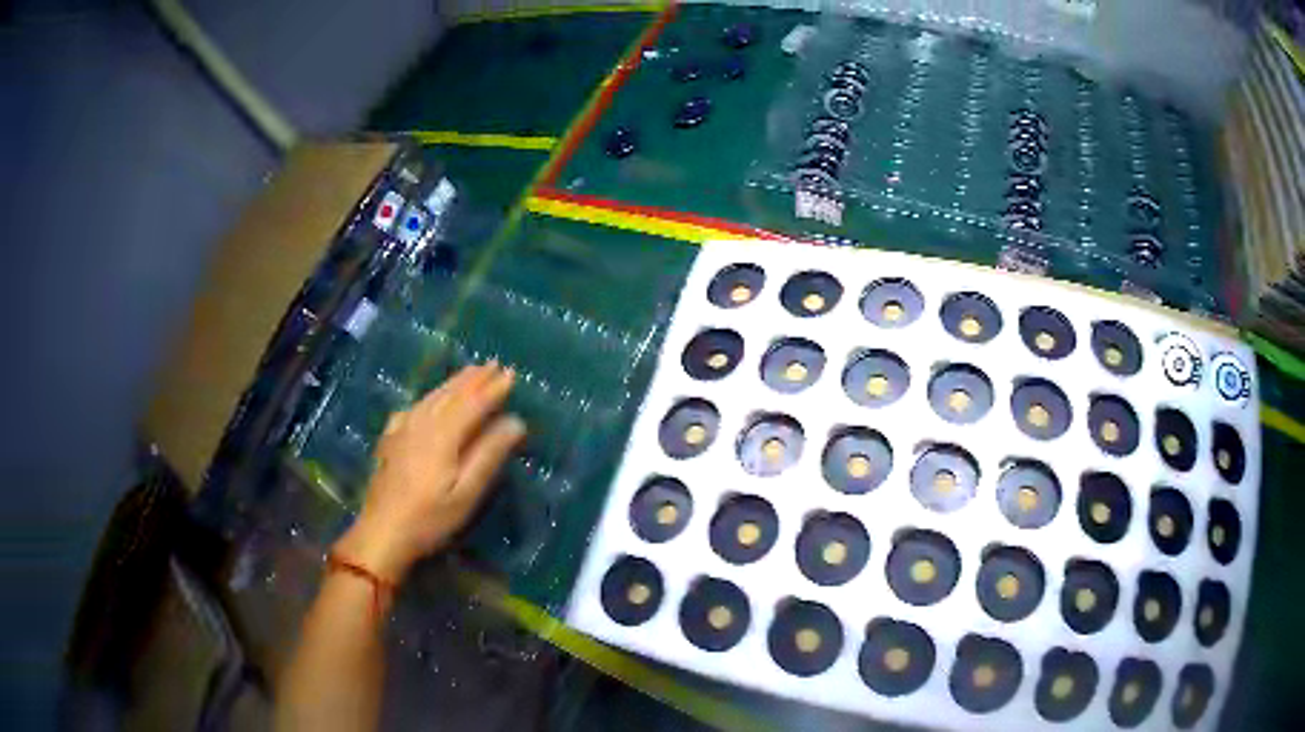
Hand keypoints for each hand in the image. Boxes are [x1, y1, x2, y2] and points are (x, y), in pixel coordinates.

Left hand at [334, 363, 525, 582]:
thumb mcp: (466, 493)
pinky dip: (428, 397)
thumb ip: (489, 455)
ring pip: (431, 397)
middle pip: (451, 394)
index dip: (493, 388)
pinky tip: (426, 402)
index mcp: (443, 434)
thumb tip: (516, 422)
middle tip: (494, 364)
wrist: (381, 532)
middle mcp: (422, 423)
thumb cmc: (429, 518)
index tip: (512, 374)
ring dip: (453, 383)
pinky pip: (413, 407)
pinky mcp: (390, 440)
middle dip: (474, 379)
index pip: (473, 403)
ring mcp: (402, 429)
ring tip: (469, 372)